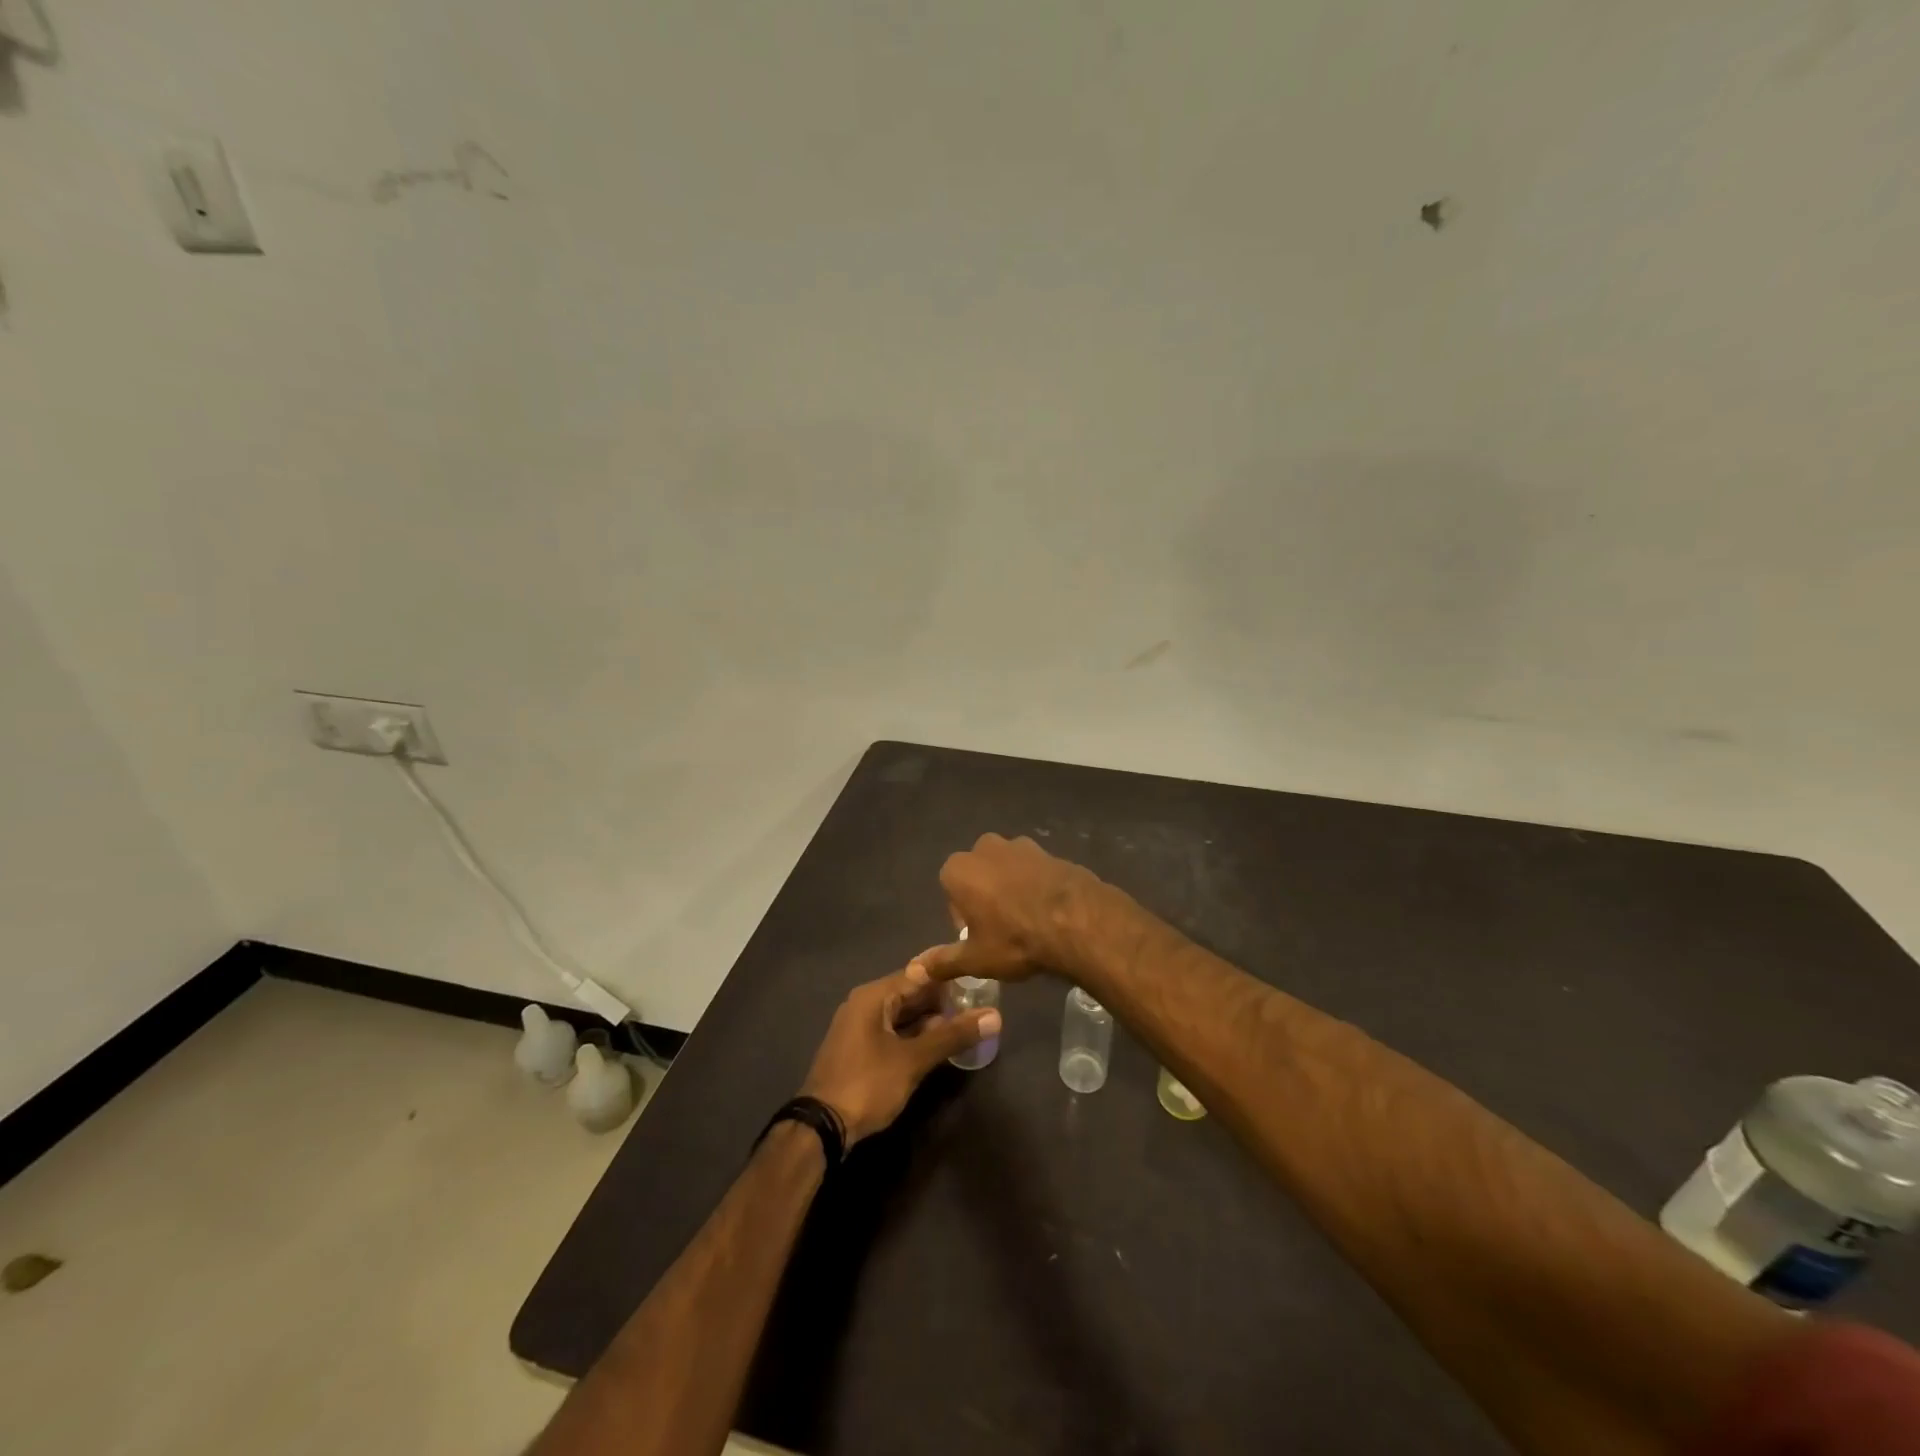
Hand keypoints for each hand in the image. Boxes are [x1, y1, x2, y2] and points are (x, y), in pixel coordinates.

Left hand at [798, 963, 1001, 1145]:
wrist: (821, 1127)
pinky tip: (939, 1046)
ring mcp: (860, 1027)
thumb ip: (952, 1035)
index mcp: (874, 996)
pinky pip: (894, 1032)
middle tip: (978, 1007)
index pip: (918, 974)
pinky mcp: (860, 1049)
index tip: (979, 981)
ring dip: (930, 1021)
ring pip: (903, 1015)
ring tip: (966, 1026)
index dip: (949, 977)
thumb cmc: (867, 1084)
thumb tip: (994, 1015)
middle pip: (910, 993)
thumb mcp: (913, 1060)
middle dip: (942, 1001)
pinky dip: (915, 1036)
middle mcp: (864, 1004)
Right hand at [921, 833, 1107, 983]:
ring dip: (1011, 888)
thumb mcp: (975, 959)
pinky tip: (1048, 911)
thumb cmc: (1015, 939)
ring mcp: (1020, 845)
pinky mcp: (1049, 850)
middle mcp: (985, 848)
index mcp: (959, 869)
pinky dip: (1035, 885)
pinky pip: (1033, 870)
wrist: (1076, 921)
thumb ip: (942, 961)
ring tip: (1028, 921)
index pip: (950, 892)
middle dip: (985, 897)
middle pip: (977, 876)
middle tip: (1002, 930)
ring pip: (1006, 870)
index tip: (979, 937)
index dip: (963, 918)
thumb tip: (914, 969)